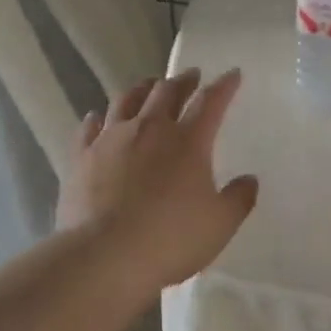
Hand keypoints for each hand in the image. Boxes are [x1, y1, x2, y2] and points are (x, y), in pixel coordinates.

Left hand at [57, 69, 258, 289]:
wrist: (105, 256)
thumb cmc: (171, 239)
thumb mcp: (220, 224)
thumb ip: (239, 198)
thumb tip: (249, 179)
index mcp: (188, 141)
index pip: (211, 102)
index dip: (224, 86)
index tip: (232, 74)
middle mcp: (150, 129)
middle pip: (167, 91)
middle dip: (183, 80)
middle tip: (191, 76)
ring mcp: (111, 139)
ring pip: (126, 100)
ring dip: (142, 88)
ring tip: (149, 85)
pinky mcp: (81, 157)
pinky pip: (89, 127)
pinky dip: (98, 118)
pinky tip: (97, 117)